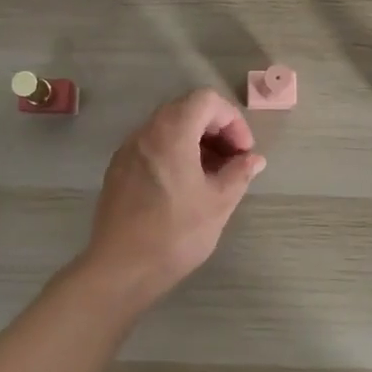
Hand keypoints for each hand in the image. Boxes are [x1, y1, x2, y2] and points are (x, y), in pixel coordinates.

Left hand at [79, 88, 265, 301]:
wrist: (120, 270)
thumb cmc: (175, 234)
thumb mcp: (218, 203)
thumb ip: (239, 173)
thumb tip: (254, 159)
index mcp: (171, 132)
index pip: (206, 100)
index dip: (232, 120)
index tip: (244, 152)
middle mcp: (145, 132)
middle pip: (186, 110)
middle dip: (216, 130)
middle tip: (233, 162)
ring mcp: (128, 150)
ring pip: (168, 128)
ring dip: (196, 142)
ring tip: (213, 176)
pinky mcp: (118, 170)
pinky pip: (152, 146)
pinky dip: (175, 153)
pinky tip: (185, 187)